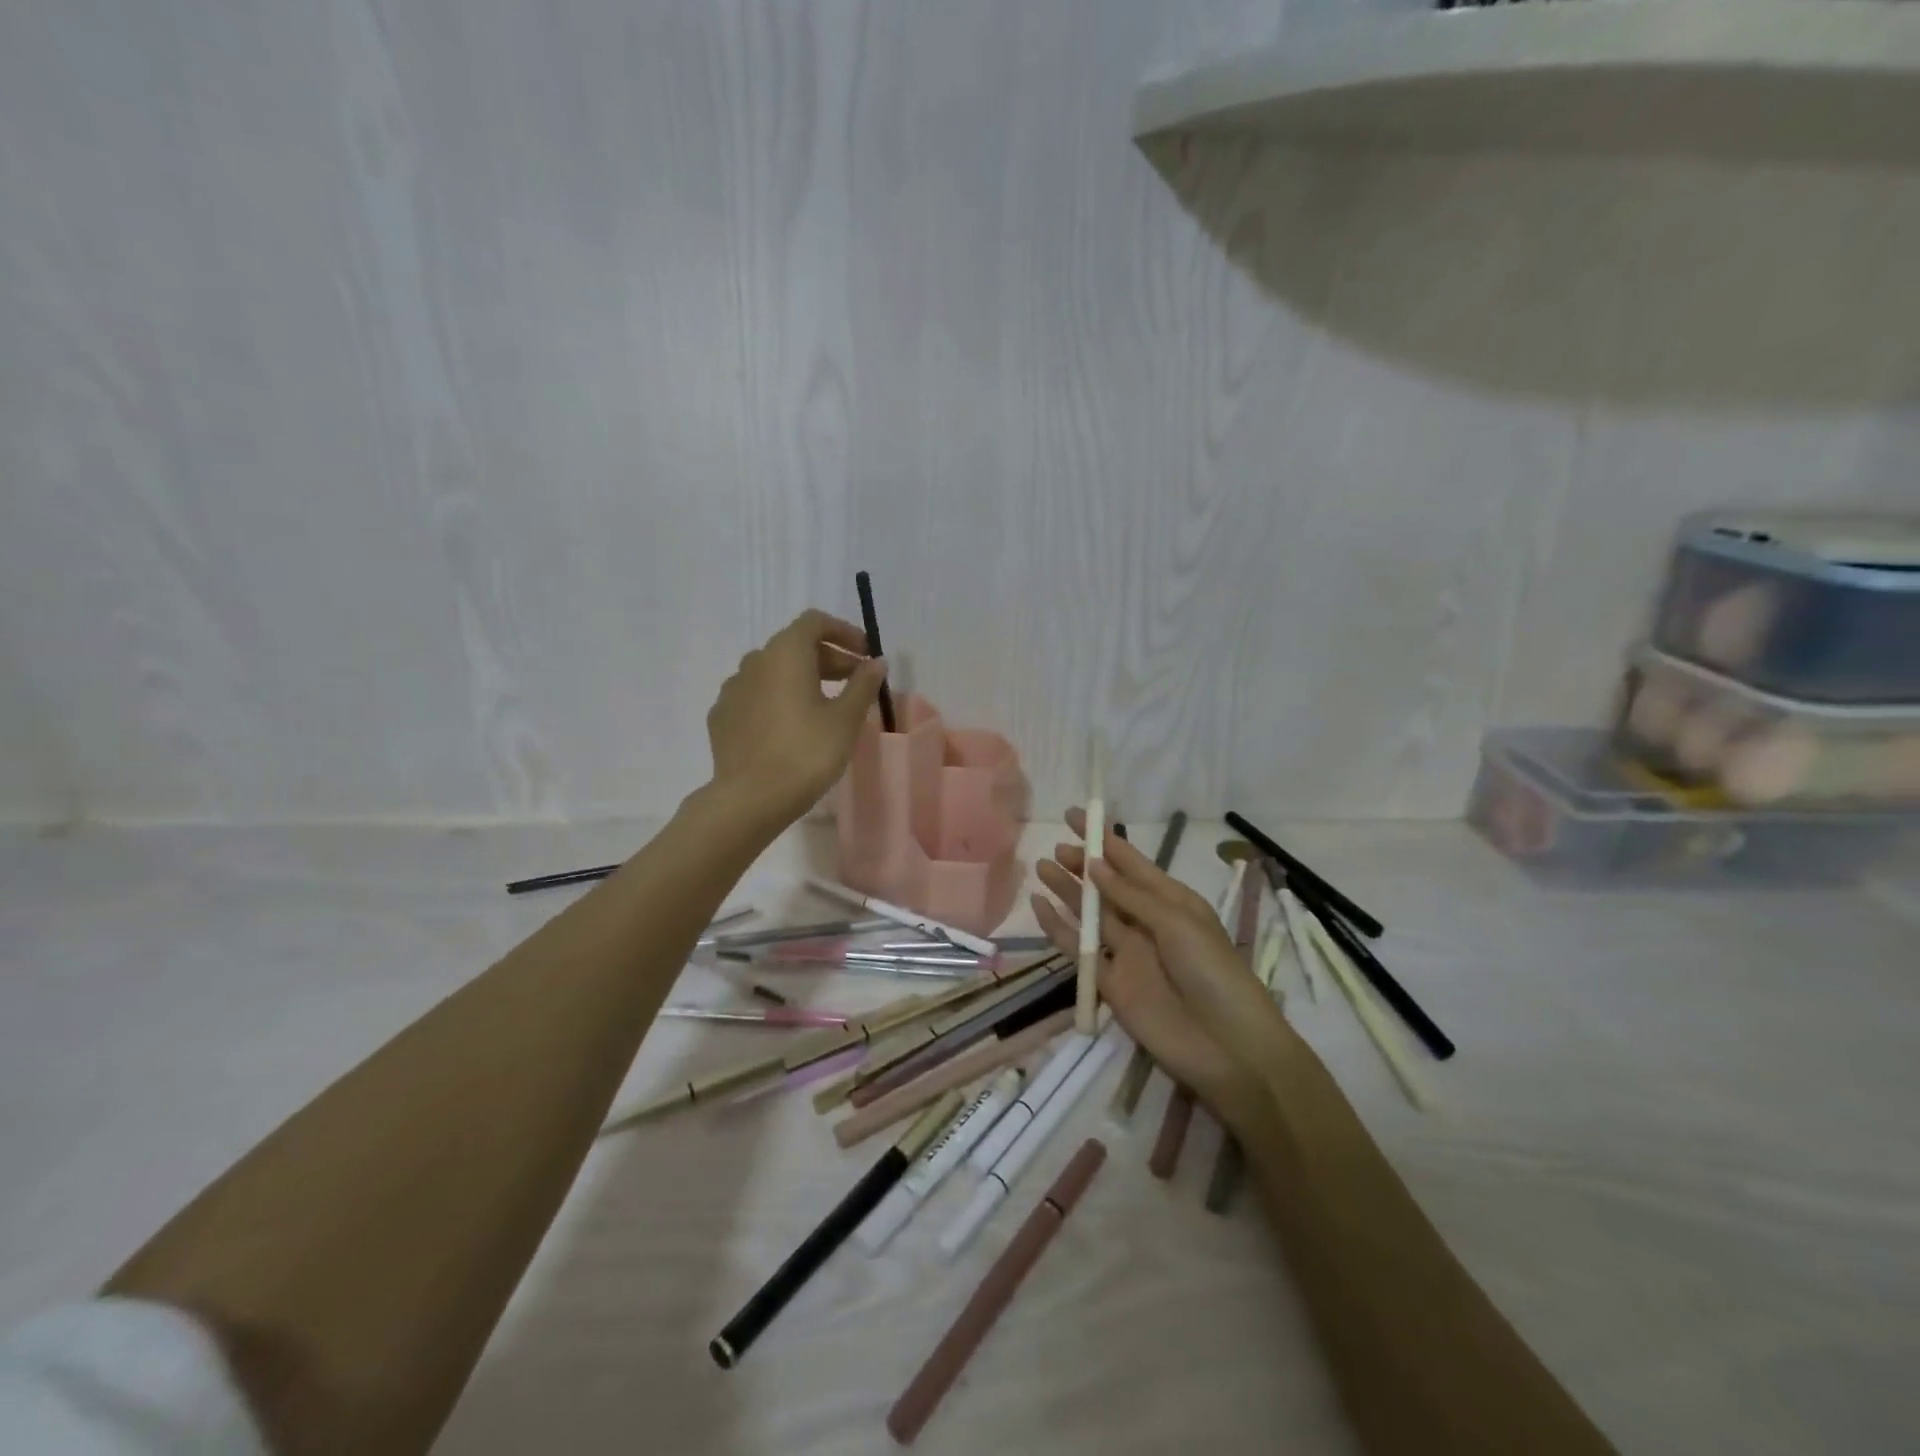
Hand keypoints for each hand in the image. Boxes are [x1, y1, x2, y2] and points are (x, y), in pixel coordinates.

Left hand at [705, 609, 887, 830]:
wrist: (750, 799)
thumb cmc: (806, 752)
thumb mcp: (846, 719)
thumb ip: (863, 684)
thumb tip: (876, 662)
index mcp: (785, 653)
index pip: (815, 622)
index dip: (844, 632)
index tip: (866, 655)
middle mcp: (754, 661)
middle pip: (795, 646)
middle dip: (829, 658)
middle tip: (856, 683)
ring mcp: (732, 689)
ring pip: (773, 671)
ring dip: (803, 678)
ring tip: (826, 705)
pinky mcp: (722, 717)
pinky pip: (756, 696)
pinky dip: (778, 699)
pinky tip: (791, 726)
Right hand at [1031, 809, 1293, 1126]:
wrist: (1229, 1048)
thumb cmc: (1214, 973)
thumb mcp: (1178, 923)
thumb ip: (1132, 896)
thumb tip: (1094, 864)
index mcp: (1171, 902)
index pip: (1131, 863)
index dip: (1104, 839)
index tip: (1076, 816)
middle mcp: (1146, 922)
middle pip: (1107, 887)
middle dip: (1082, 865)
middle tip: (1056, 847)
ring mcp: (1127, 954)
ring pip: (1090, 915)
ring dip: (1067, 891)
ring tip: (1042, 867)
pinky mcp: (1111, 984)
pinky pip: (1079, 951)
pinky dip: (1059, 930)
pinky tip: (1040, 908)